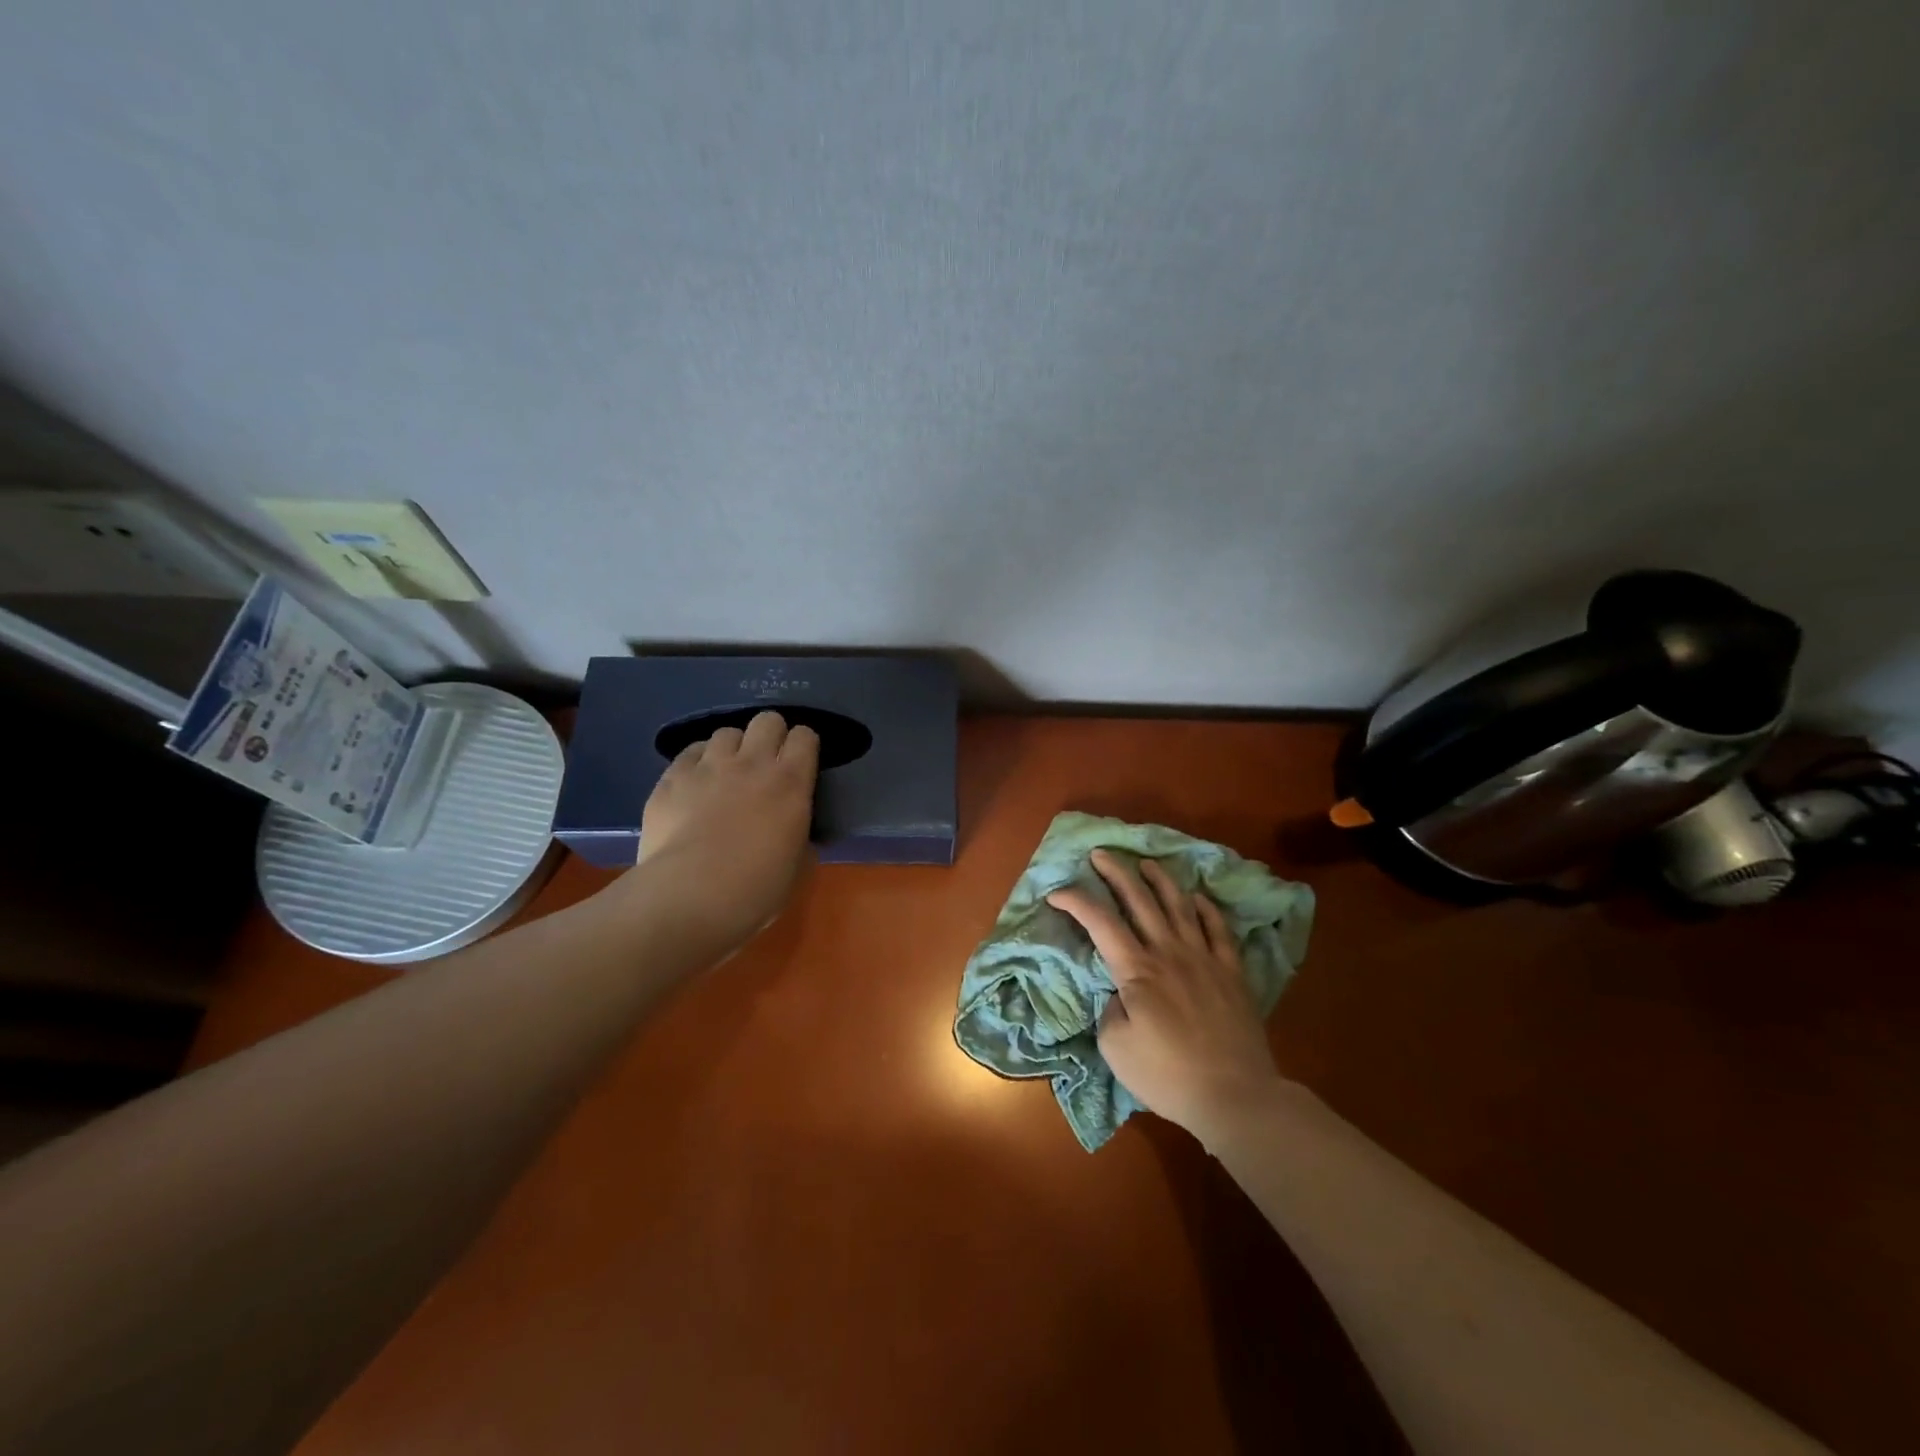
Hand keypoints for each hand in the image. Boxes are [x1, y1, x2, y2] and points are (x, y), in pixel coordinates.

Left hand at [634, 710, 819, 953]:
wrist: (689, 898)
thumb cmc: (755, 890)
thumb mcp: (797, 868)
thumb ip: (800, 840)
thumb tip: (795, 835)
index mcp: (791, 783)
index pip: (805, 736)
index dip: (804, 746)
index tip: (801, 764)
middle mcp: (752, 763)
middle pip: (767, 720)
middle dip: (771, 736)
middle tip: (766, 763)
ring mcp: (709, 766)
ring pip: (726, 732)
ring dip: (732, 749)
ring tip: (727, 773)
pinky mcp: (672, 778)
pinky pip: (690, 752)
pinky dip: (698, 762)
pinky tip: (695, 783)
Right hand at [1048, 850, 1284, 1143]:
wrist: (1235, 1095)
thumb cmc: (1168, 1075)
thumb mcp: (1116, 1049)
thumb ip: (1110, 1010)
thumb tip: (1120, 992)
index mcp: (1137, 970)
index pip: (1100, 922)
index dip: (1075, 901)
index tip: (1056, 893)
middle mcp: (1169, 952)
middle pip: (1140, 900)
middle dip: (1116, 872)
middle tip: (1100, 853)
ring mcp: (1204, 959)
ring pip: (1180, 906)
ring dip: (1160, 880)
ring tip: (1147, 863)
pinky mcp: (1231, 973)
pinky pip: (1219, 930)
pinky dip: (1206, 909)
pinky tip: (1198, 898)